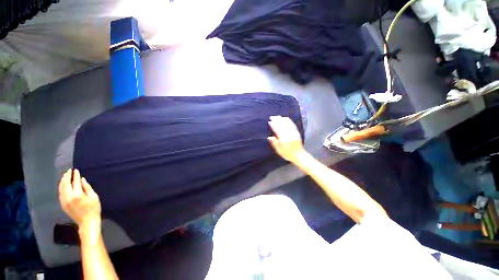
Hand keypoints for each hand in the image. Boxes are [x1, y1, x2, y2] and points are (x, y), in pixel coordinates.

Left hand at [58, 169, 100, 229]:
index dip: (75, 176)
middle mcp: (68, 197)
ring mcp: (64, 201)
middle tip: (69, 171)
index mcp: (77, 195)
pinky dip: (61, 187)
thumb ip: (87, 187)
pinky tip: (63, 185)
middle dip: (67, 177)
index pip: (75, 182)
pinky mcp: (63, 205)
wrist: (87, 222)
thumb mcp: (94, 197)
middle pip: (65, 184)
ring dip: (63, 181)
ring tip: (65, 176)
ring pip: (61, 189)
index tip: (75, 170)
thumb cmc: (94, 208)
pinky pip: (60, 194)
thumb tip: (82, 179)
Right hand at [268, 115, 306, 162]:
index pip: (277, 130)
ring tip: (277, 116)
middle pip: (282, 125)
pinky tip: (285, 118)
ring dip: (282, 119)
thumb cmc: (288, 154)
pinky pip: (292, 125)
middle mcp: (289, 135)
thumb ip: (274, 143)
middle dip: (277, 120)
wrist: (299, 156)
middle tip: (272, 117)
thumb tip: (269, 137)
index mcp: (284, 140)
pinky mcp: (297, 132)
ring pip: (287, 124)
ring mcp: (293, 133)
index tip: (269, 122)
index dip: (273, 125)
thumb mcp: (279, 150)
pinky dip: (288, 121)